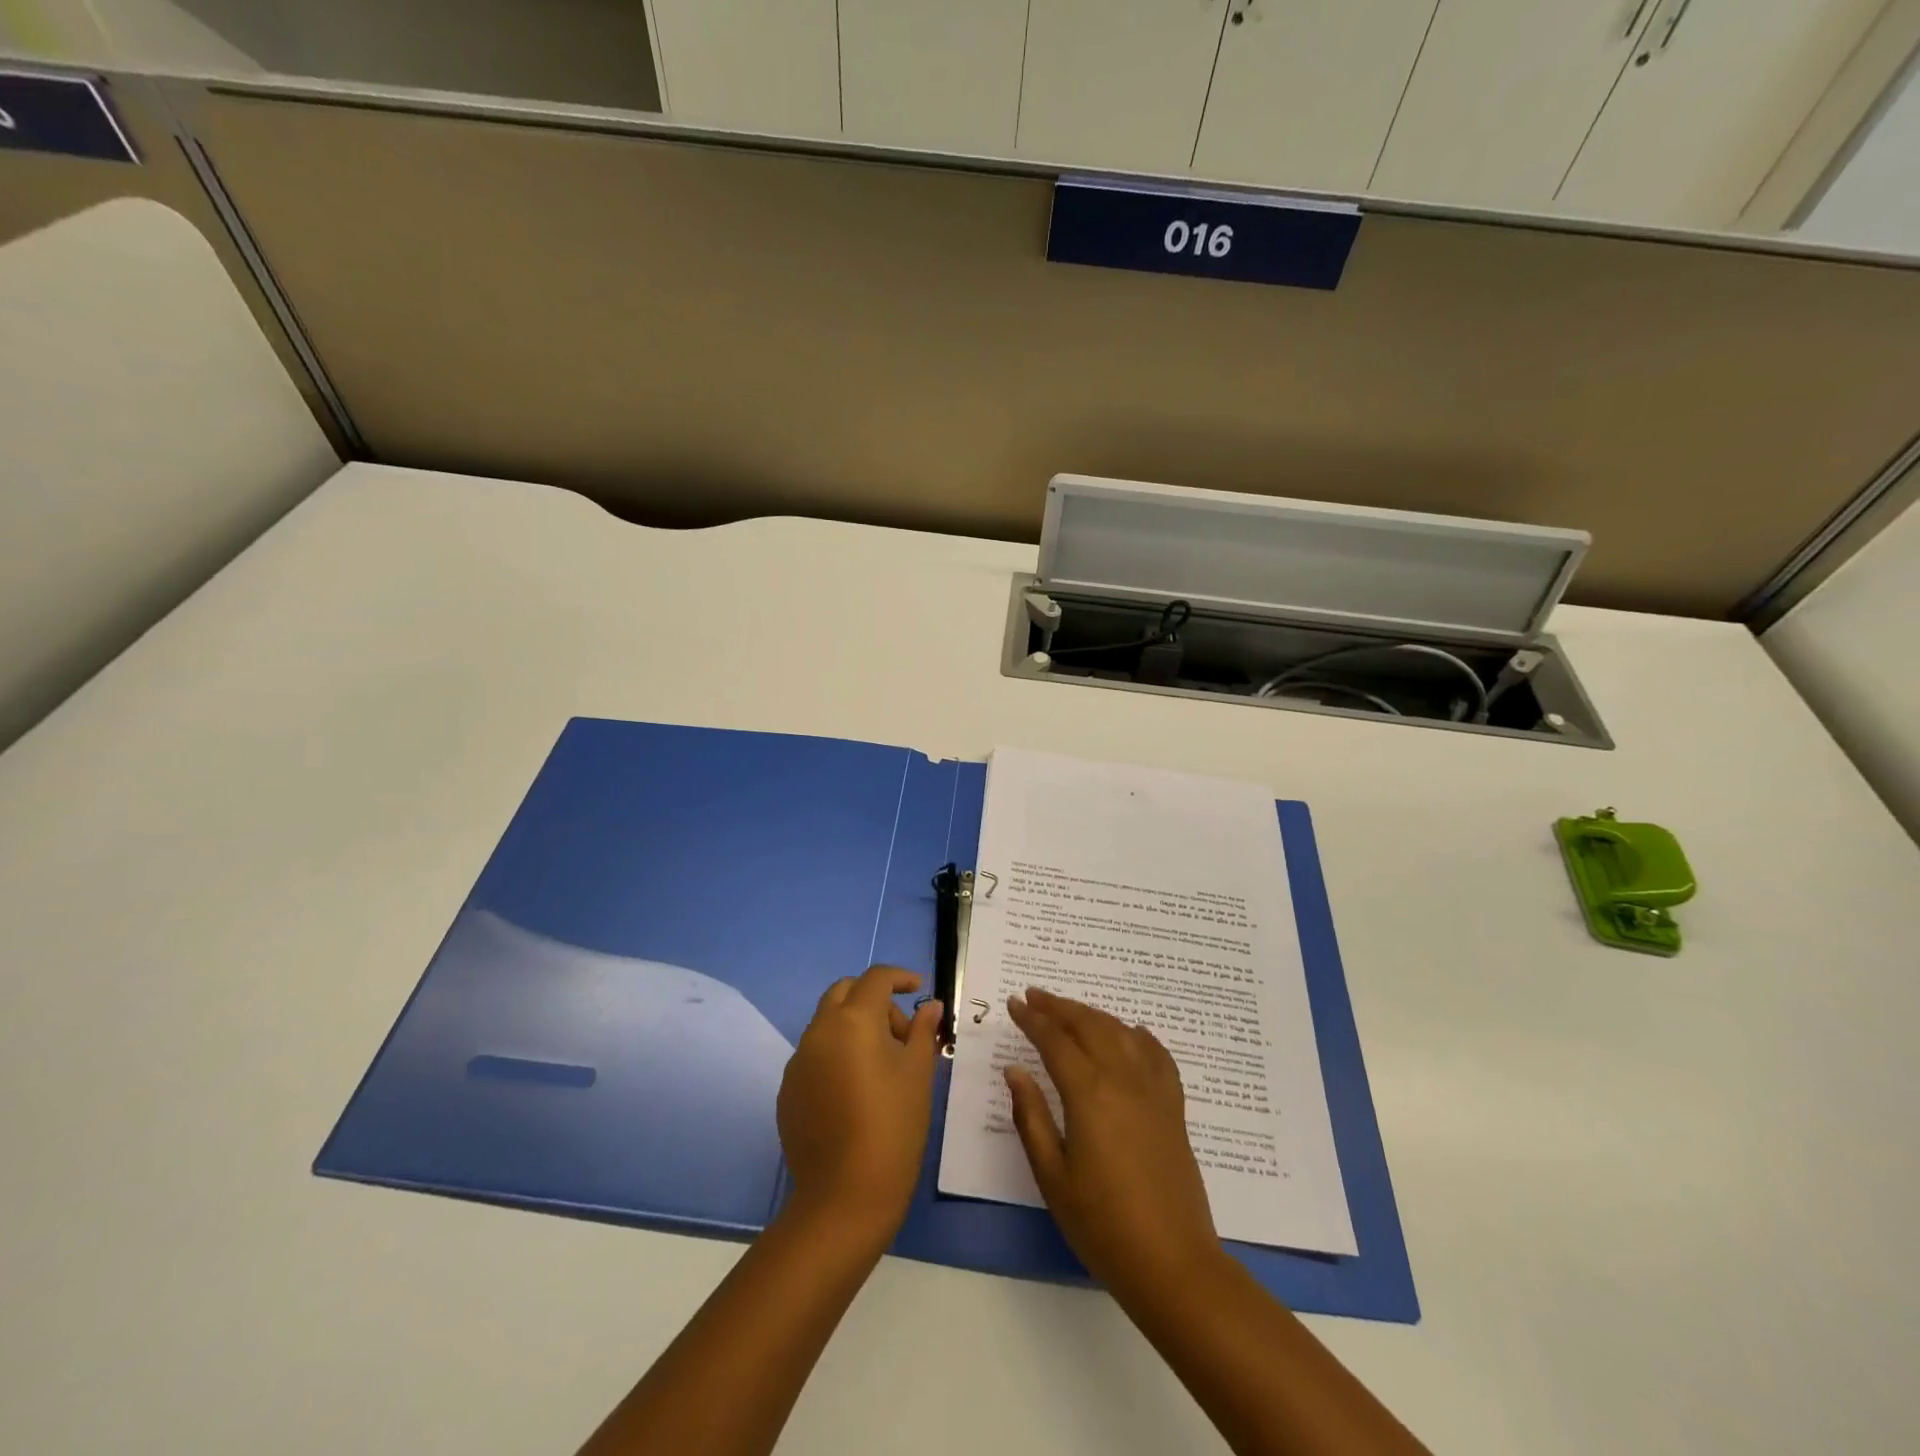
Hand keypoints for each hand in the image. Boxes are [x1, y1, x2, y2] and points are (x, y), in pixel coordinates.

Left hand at [776, 965, 941, 1245]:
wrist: (845, 1196)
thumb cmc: (893, 1126)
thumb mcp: (918, 1074)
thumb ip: (922, 1031)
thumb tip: (930, 1006)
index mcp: (853, 1020)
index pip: (876, 978)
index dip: (900, 977)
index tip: (919, 990)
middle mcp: (819, 1030)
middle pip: (844, 992)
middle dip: (873, 999)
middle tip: (901, 1031)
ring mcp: (798, 1061)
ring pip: (827, 1023)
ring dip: (854, 1027)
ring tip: (883, 1066)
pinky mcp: (788, 1090)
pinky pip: (815, 1055)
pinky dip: (837, 1055)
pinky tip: (856, 1091)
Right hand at [1005, 988, 1221, 1298]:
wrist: (1172, 1262)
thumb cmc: (1102, 1224)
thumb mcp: (1052, 1175)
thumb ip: (1031, 1116)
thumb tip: (1015, 1070)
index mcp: (1089, 1092)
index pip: (1055, 1040)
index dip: (1032, 1019)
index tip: (1014, 1003)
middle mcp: (1123, 1078)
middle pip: (1089, 1025)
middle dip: (1059, 1007)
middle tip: (1034, 996)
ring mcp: (1153, 1089)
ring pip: (1121, 1032)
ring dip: (1092, 1015)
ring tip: (1070, 1010)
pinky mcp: (1174, 1106)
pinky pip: (1157, 1055)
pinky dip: (1139, 1036)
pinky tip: (1131, 1033)